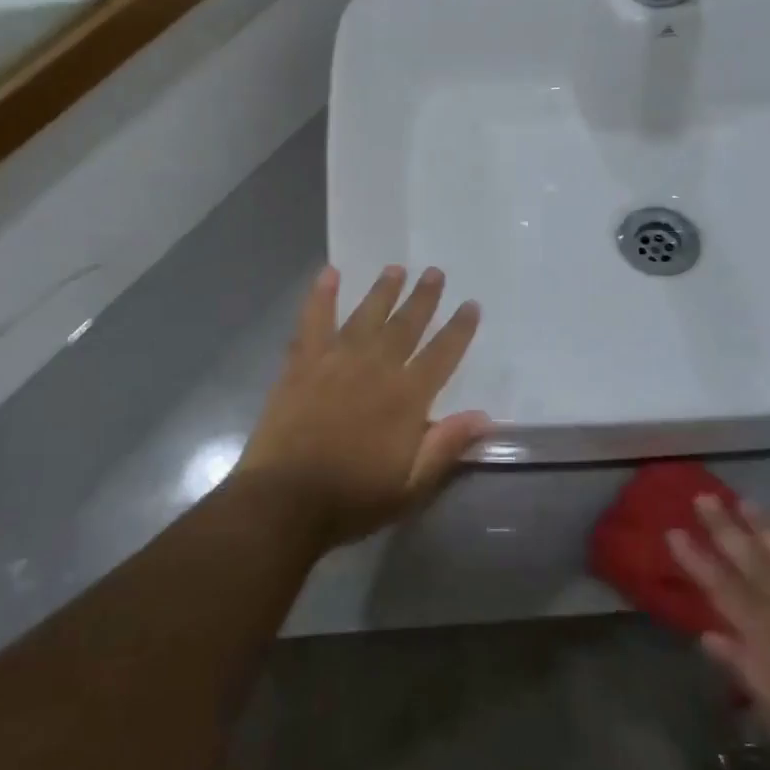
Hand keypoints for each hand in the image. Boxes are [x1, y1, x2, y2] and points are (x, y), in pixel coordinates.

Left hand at [234, 265, 490, 550]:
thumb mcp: (411, 486)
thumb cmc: (352, 498)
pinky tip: (328, 273)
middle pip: (406, 325)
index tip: (471, 306)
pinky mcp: (301, 364)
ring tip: (395, 268)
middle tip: (435, 272)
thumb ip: (445, 446)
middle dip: (423, 298)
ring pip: (365, 315)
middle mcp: (375, 368)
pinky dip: (321, 295)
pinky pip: (313, 320)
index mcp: (407, 398)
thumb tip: (484, 416)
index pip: (442, 355)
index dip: (459, 329)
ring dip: (382, 291)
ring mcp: (335, 361)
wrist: (285, 500)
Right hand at [669, 496, 769, 763]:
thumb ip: (738, 662)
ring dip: (762, 523)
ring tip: (746, 501)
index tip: (674, 531)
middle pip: (746, 555)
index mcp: (758, 626)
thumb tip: (709, 635)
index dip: (695, 557)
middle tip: (704, 497)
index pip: (717, 583)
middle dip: (722, 525)